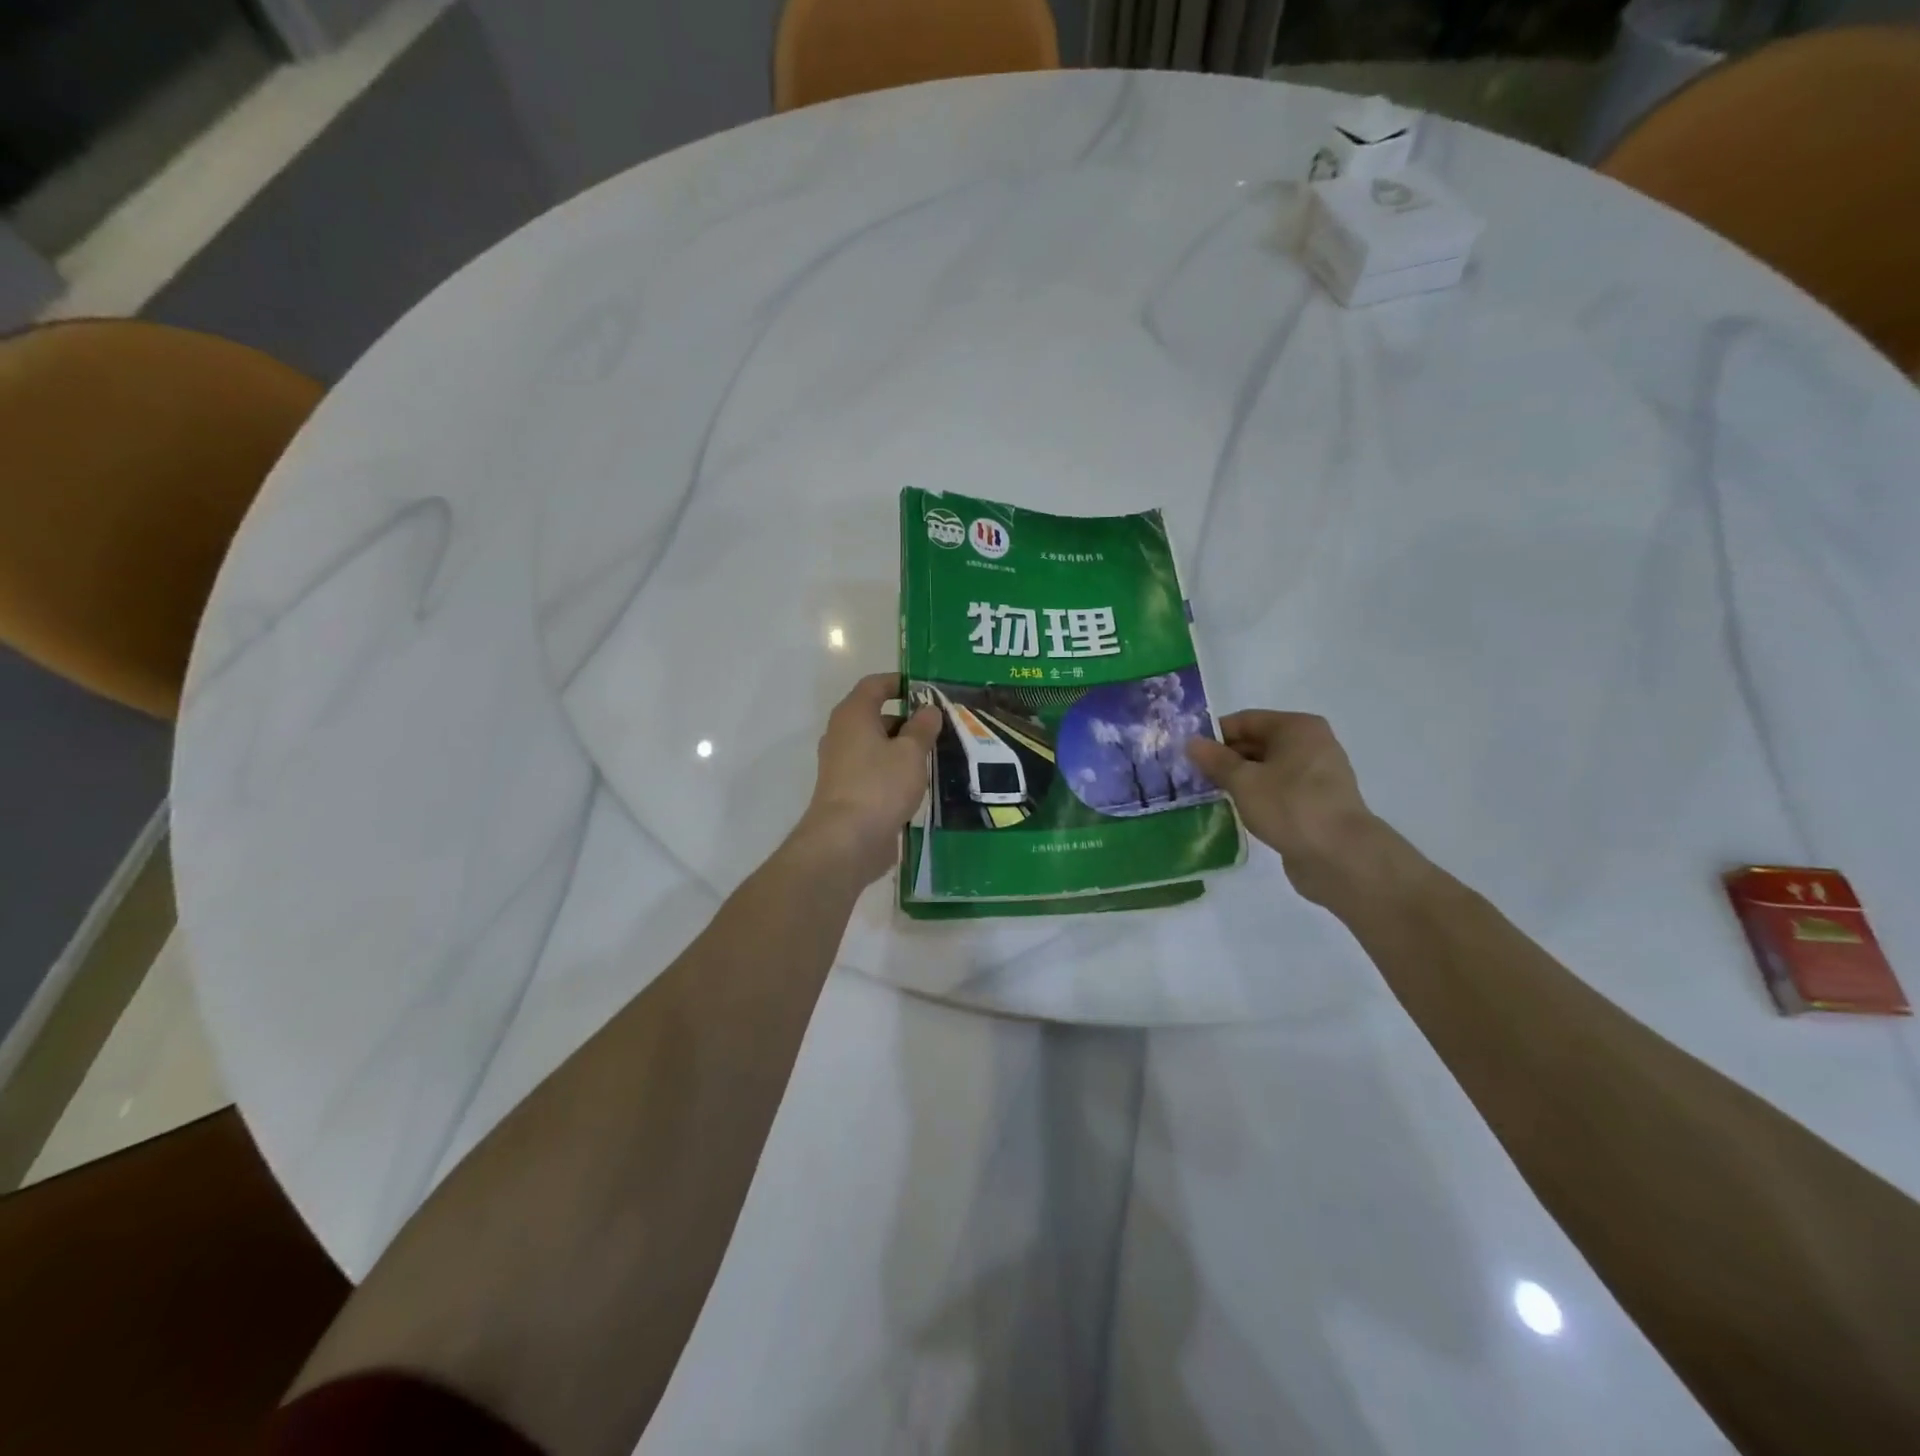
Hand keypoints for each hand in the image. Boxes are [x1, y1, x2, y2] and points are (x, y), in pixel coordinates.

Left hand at [793, 673, 942, 885]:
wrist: (846, 841)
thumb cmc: (879, 786)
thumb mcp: (910, 752)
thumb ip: (922, 728)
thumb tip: (929, 709)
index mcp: (853, 715)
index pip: (875, 684)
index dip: (901, 683)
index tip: (929, 691)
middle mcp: (842, 734)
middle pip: (877, 716)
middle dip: (909, 720)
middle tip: (942, 728)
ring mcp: (842, 764)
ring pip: (878, 746)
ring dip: (904, 748)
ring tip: (937, 756)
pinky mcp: (848, 791)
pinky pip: (875, 770)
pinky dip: (895, 771)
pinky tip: (919, 783)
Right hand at [1188, 711, 1416, 909]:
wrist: (1341, 856)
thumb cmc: (1290, 806)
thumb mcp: (1244, 781)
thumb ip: (1215, 760)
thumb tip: (1192, 743)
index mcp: (1297, 728)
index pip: (1245, 721)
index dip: (1214, 735)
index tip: (1187, 754)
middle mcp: (1311, 744)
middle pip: (1257, 743)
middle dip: (1225, 759)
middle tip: (1192, 777)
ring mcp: (1316, 775)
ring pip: (1266, 769)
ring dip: (1239, 780)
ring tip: (1208, 795)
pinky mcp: (1316, 803)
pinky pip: (1278, 791)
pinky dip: (1256, 797)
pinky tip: (1235, 811)